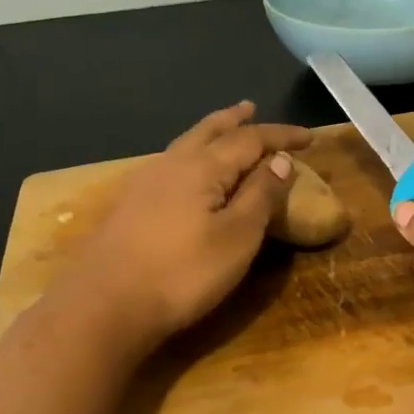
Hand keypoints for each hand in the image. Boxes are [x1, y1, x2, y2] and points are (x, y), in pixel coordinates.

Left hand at [56, 102, 309, 348]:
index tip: (310, 136)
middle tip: (250, 107)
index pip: (250, 139)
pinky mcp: (129, 205)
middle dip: (234, 120)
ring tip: (223, 131)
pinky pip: (170, 164)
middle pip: (208, 131)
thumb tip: (280, 160)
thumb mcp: (236, 237)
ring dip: (209, 134)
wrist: (103, 306)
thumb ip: (260, 195)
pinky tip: (186, 172)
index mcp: (203, 167)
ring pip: (185, 145)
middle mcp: (172, 164)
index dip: (281, 135)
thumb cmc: (182, 273)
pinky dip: (190, 155)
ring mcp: (145, 183)